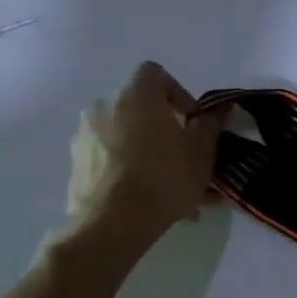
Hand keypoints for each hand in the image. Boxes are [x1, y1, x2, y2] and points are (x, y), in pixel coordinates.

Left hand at [60, 61, 226, 249]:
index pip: (155, 73)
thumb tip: (219, 108)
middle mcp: (103, 108)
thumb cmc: (164, 176)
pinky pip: (113, 159)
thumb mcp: (201, 149)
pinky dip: (132, 170)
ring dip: (150, 151)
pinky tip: (153, 198)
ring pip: (127, 136)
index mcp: (134, 96)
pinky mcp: (77, 166)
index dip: (179, 92)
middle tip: (187, 155)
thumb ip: (211, 123)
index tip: (193, 121)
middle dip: (166, 127)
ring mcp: (85, 137)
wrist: (112, 223)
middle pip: (140, 107)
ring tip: (174, 185)